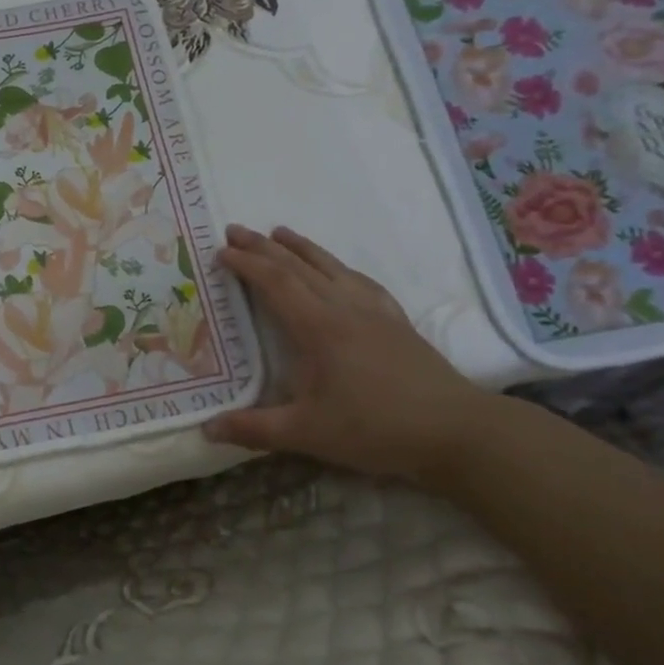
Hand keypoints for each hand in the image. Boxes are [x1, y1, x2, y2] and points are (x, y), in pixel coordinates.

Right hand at [203, 225, 486, 479]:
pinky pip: (360, 281)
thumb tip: (207, 429)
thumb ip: (254, 429)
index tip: (220, 252)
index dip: (245, 264)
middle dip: (263, 246)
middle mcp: (344, 308)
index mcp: (318, 327)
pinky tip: (338, 270)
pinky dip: (338, 267)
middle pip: (298, 266)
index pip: (275, 283)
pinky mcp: (396, 321)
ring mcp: (374, 311)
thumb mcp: (307, 434)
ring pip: (331, 267)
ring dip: (301, 247)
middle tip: (235, 230)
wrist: (456, 431)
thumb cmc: (376, 429)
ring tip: (279, 232)